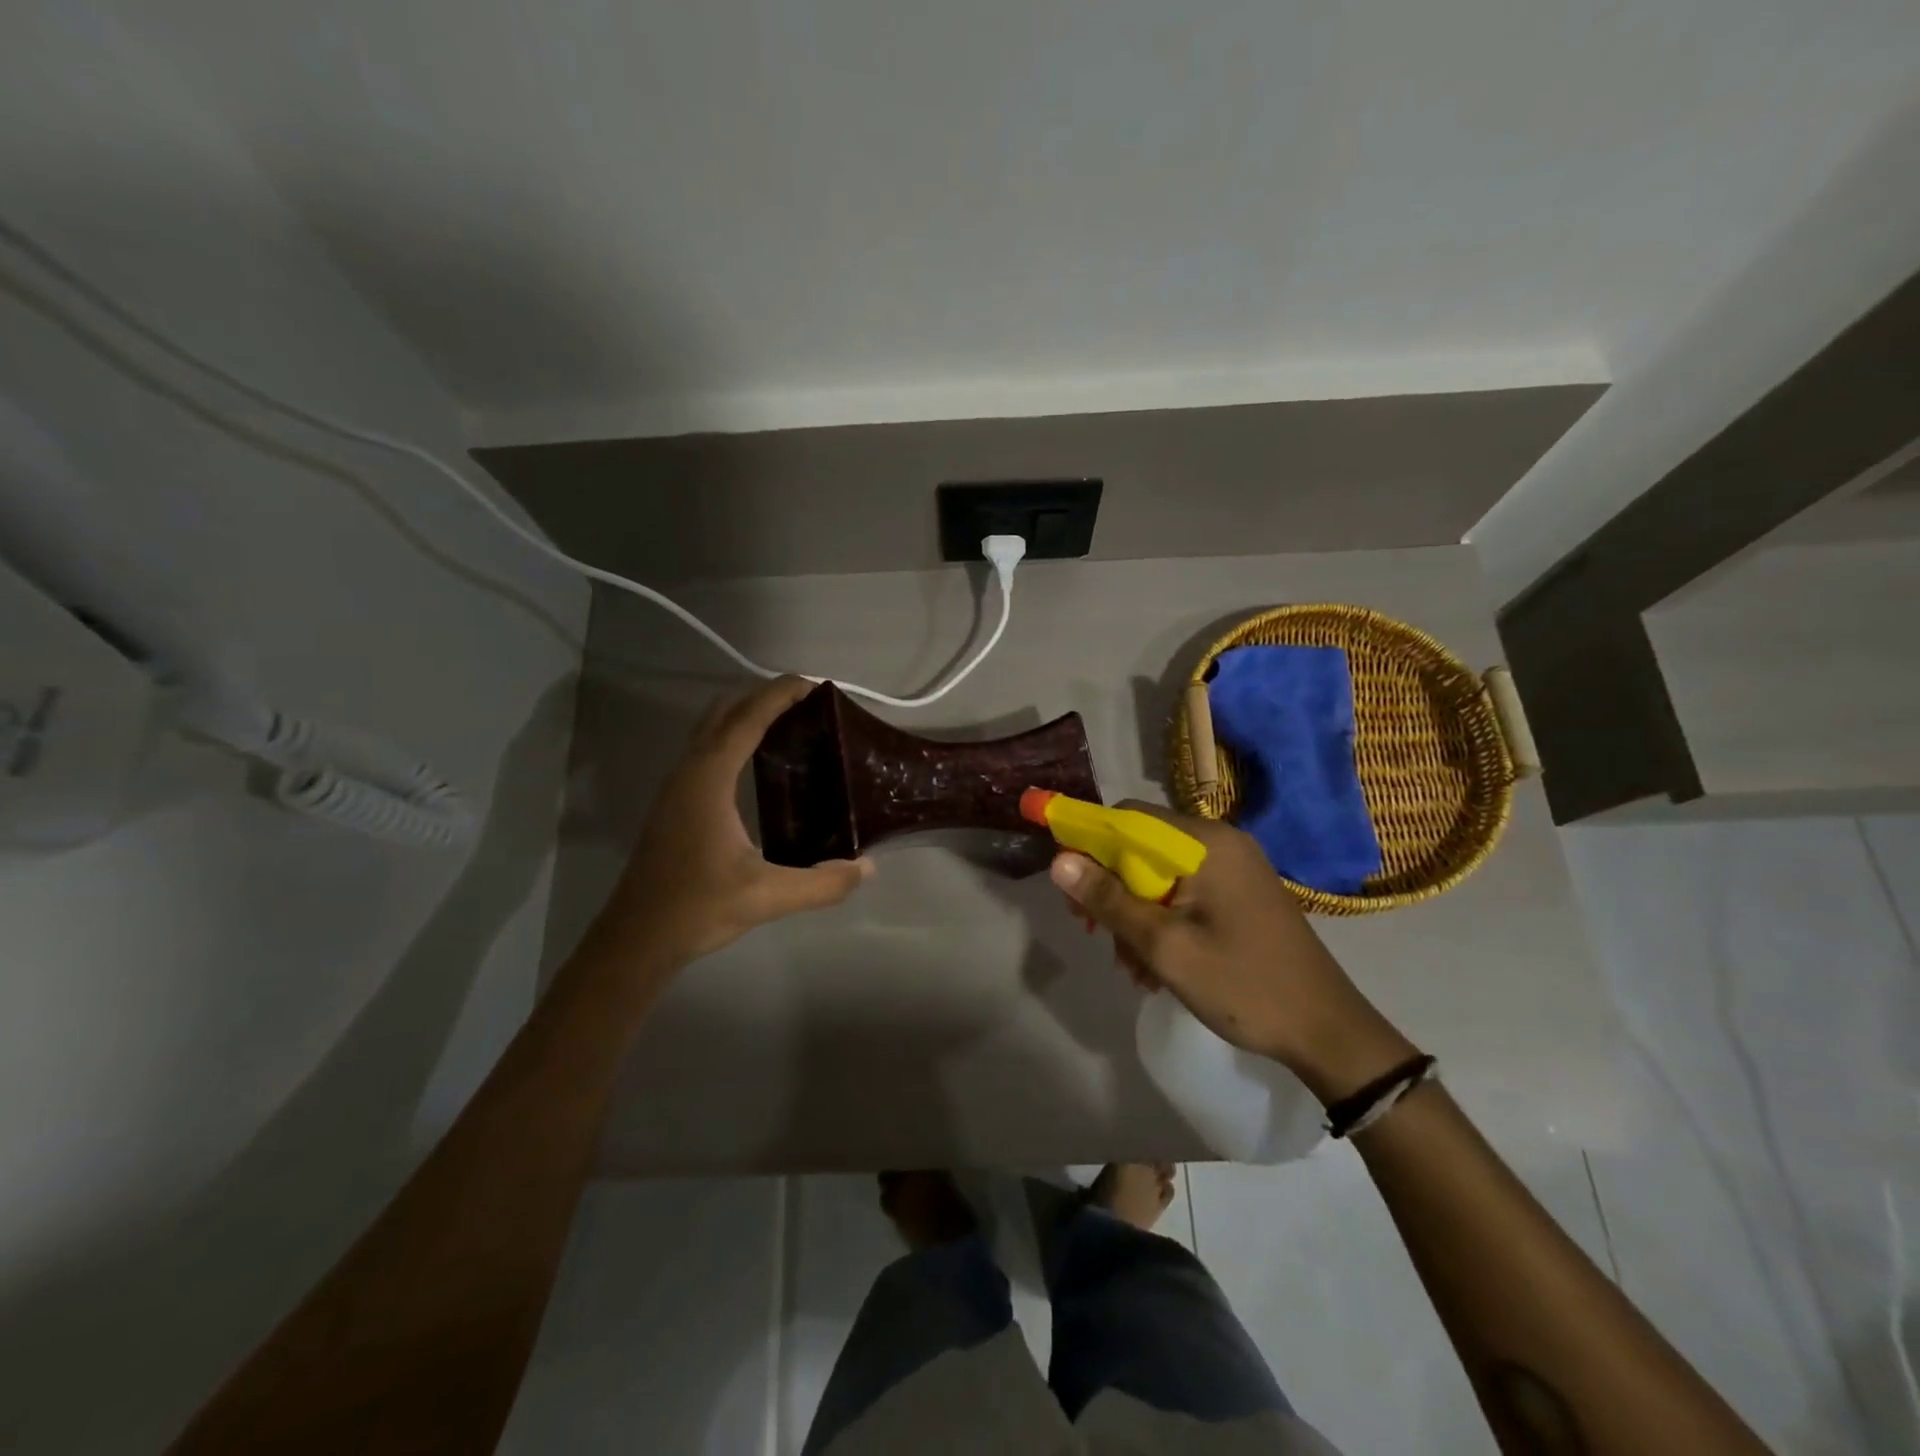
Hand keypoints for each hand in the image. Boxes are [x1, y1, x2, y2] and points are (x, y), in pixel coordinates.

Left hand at [595, 676, 872, 971]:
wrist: (636, 938)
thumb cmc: (697, 907)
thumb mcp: (766, 897)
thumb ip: (822, 884)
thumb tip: (866, 868)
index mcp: (708, 780)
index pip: (747, 719)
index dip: (780, 695)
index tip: (814, 684)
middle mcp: (689, 772)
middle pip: (724, 712)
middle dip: (763, 696)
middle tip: (807, 703)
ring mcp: (677, 786)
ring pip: (710, 729)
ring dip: (746, 714)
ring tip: (789, 724)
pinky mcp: (675, 803)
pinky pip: (706, 750)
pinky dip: (734, 737)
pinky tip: (758, 764)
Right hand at [1049, 803, 1416, 1102]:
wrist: (1327, 1031)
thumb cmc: (1242, 984)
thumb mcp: (1165, 946)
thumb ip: (1109, 900)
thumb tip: (1057, 860)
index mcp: (1205, 842)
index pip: (1127, 816)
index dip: (1087, 840)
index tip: (1065, 881)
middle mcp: (1220, 842)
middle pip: (1141, 845)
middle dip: (1111, 887)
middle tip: (1092, 931)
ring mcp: (1234, 867)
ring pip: (1159, 873)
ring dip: (1134, 911)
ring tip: (1130, 966)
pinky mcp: (1240, 892)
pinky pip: (1184, 891)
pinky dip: (1161, 919)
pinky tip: (1155, 965)